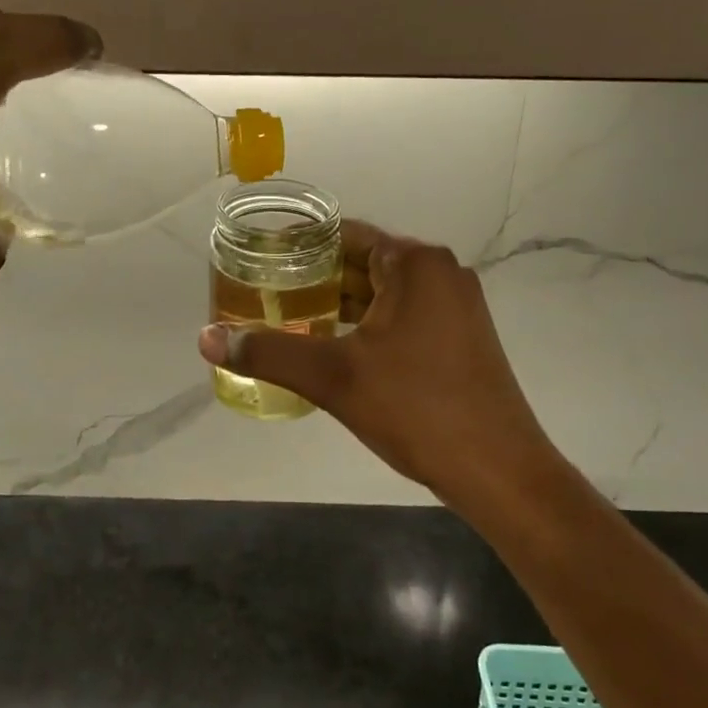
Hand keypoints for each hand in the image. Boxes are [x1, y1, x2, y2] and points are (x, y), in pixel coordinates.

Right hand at [199, 220, 549, 500]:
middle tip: (264, 297)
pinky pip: (401, 315)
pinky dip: (365, 325)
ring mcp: (456, 306)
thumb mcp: (334, 378)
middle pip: (361, 262)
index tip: (259, 264)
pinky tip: (334, 350)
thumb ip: (269, 352)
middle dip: (313, 280)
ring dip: (337, 306)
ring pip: (381, 293)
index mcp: (416, 263)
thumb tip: (207, 338)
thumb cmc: (418, 409)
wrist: (500, 472)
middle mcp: (441, 273)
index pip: (344, 235)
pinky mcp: (460, 337)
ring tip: (288, 324)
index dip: (298, 247)